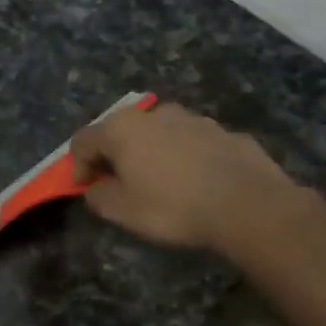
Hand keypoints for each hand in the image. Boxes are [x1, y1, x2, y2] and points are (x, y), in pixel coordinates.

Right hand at [69, 102, 307, 254]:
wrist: (248, 205)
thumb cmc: (174, 208)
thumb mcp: (124, 212)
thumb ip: (99, 196)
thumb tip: (96, 187)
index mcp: (123, 129)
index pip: (83, 140)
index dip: (77, 165)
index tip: (84, 189)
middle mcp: (155, 114)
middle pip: (121, 131)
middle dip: (115, 156)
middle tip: (119, 184)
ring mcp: (193, 119)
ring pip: (159, 133)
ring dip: (151, 153)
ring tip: (160, 183)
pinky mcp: (224, 131)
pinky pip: (191, 143)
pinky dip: (184, 157)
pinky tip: (195, 183)